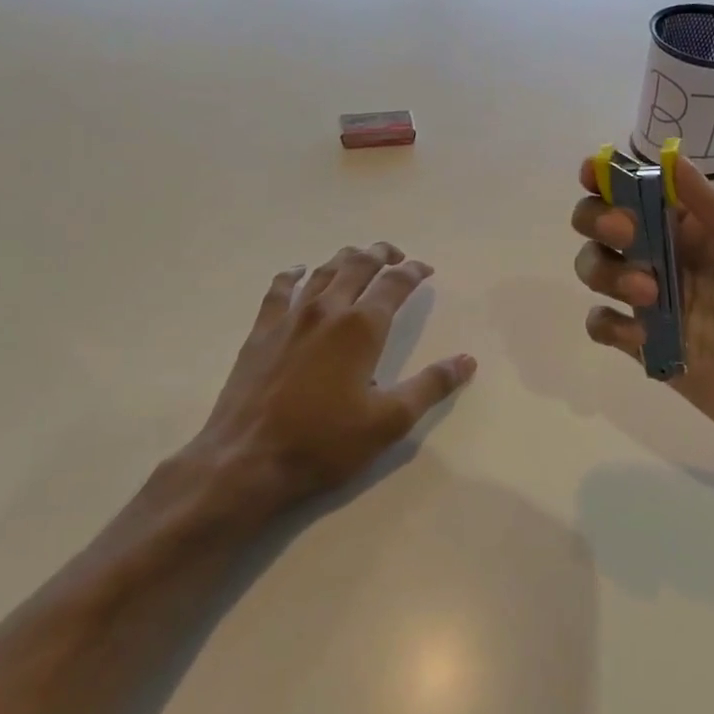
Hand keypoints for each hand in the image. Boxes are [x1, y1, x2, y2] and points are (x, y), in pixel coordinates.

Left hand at [164, 244, 476, 528]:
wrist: (247, 460)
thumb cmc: (324, 442)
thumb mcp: (389, 421)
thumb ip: (430, 386)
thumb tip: (467, 360)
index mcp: (361, 328)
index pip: (394, 285)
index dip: (414, 272)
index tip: (426, 269)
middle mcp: (327, 311)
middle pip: (357, 266)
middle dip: (381, 254)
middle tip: (396, 254)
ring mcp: (289, 317)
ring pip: (322, 272)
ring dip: (345, 259)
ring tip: (359, 257)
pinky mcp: (261, 331)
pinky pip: (279, 289)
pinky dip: (294, 274)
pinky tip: (299, 272)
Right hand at [571, 156, 713, 475]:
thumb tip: (676, 164)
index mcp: (711, 230)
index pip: (653, 191)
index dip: (616, 176)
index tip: (594, 172)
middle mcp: (677, 260)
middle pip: (610, 223)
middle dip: (601, 218)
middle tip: (627, 233)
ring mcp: (661, 306)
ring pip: (599, 268)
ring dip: (606, 270)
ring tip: (649, 295)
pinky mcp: (651, 350)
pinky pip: (604, 326)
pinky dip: (606, 323)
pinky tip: (638, 335)